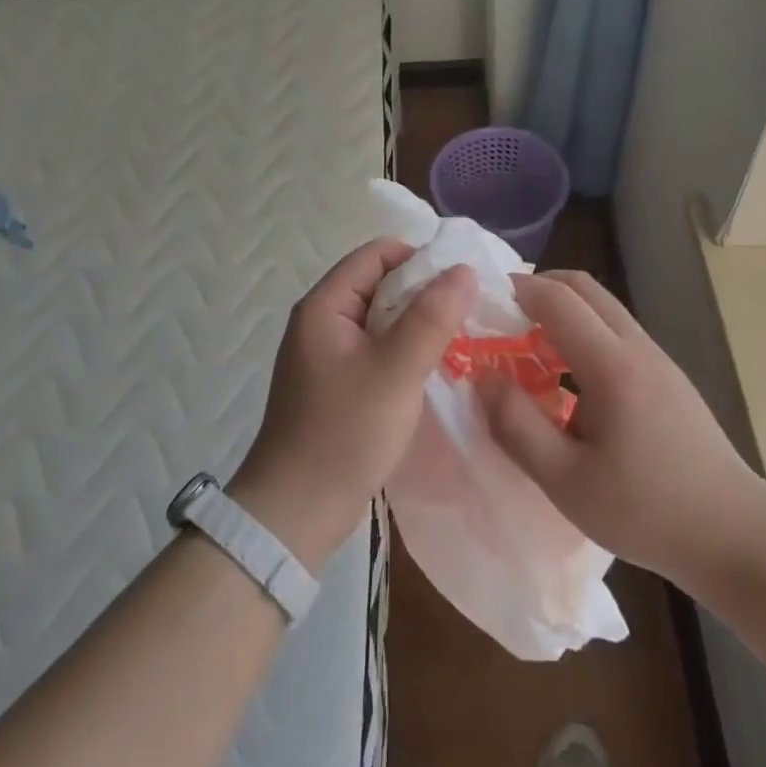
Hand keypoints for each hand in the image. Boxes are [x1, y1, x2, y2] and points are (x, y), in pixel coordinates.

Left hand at [231, 239, 475, 570]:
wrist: (298, 511)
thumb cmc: (345, 433)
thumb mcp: (396, 370)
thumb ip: (431, 317)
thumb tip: (464, 270)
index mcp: (325, 306)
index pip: (377, 254)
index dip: (421, 260)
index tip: (461, 286)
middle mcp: (322, 321)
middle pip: (380, 284)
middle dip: (424, 294)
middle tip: (467, 315)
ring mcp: (328, 354)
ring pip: (382, 320)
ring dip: (418, 325)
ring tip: (459, 341)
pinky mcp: (338, 384)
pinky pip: (378, 350)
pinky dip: (406, 352)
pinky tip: (434, 369)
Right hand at [483, 270, 753, 586]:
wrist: (735, 533)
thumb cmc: (646, 511)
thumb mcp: (566, 481)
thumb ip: (517, 425)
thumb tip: (484, 378)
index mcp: (613, 365)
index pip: (558, 299)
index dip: (516, 289)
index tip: (480, 300)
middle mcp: (638, 348)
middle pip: (585, 289)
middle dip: (539, 289)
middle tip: (502, 318)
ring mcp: (658, 360)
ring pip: (603, 310)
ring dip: (562, 313)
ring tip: (527, 351)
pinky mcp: (668, 378)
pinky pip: (616, 335)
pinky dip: (583, 335)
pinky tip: (567, 382)